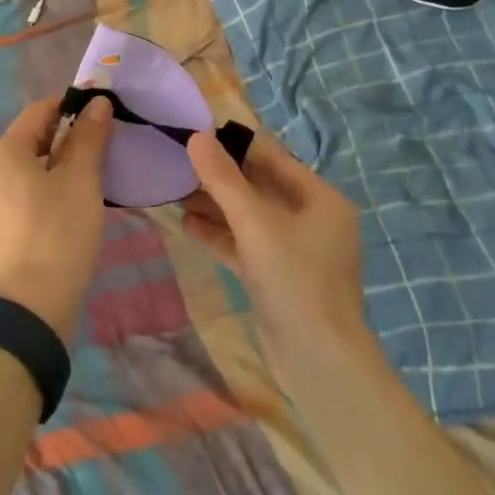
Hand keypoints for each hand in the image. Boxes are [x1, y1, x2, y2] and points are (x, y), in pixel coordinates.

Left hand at [0, 95, 112, 341]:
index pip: (38, 112)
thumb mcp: (81, 179)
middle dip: (63, 139)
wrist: (33, 305)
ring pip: (23, 171)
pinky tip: (62, 211)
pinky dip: (40, 192)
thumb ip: (88, 136)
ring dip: (52, 167)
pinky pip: (17, 197)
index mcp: (3, 154)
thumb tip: (97, 103)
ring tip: (84, 181)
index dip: (70, 106)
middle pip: (29, 141)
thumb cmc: (60, 231)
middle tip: (98, 149)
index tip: (99, 112)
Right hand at [180, 130, 370, 373]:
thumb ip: (223, 179)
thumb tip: (196, 136)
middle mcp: (312, 219)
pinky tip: (187, 225)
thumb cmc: (294, 279)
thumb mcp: (255, 223)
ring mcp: (296, 250)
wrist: (319, 362)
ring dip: (215, 205)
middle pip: (259, 186)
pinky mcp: (278, 277)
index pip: (272, 157)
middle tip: (177, 162)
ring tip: (174, 191)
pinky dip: (220, 234)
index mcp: (320, 198)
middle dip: (219, 176)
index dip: (234, 144)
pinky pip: (246, 244)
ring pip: (249, 216)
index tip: (195, 132)